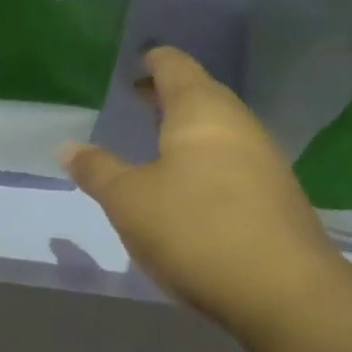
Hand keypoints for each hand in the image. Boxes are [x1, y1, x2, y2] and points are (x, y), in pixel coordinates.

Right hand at [59, 47, 342, 335]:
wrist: (283, 290)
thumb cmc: (194, 228)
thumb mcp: (128, 200)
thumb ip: (97, 169)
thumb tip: (67, 146)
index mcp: (200, 109)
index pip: (174, 64)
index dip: (151, 60)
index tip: (132, 65)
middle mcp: (237, 122)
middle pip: (200, 92)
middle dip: (167, 95)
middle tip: (136, 101)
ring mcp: (264, 157)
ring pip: (219, 127)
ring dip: (187, 129)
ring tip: (156, 142)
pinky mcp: (276, 193)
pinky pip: (233, 158)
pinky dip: (206, 157)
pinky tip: (190, 185)